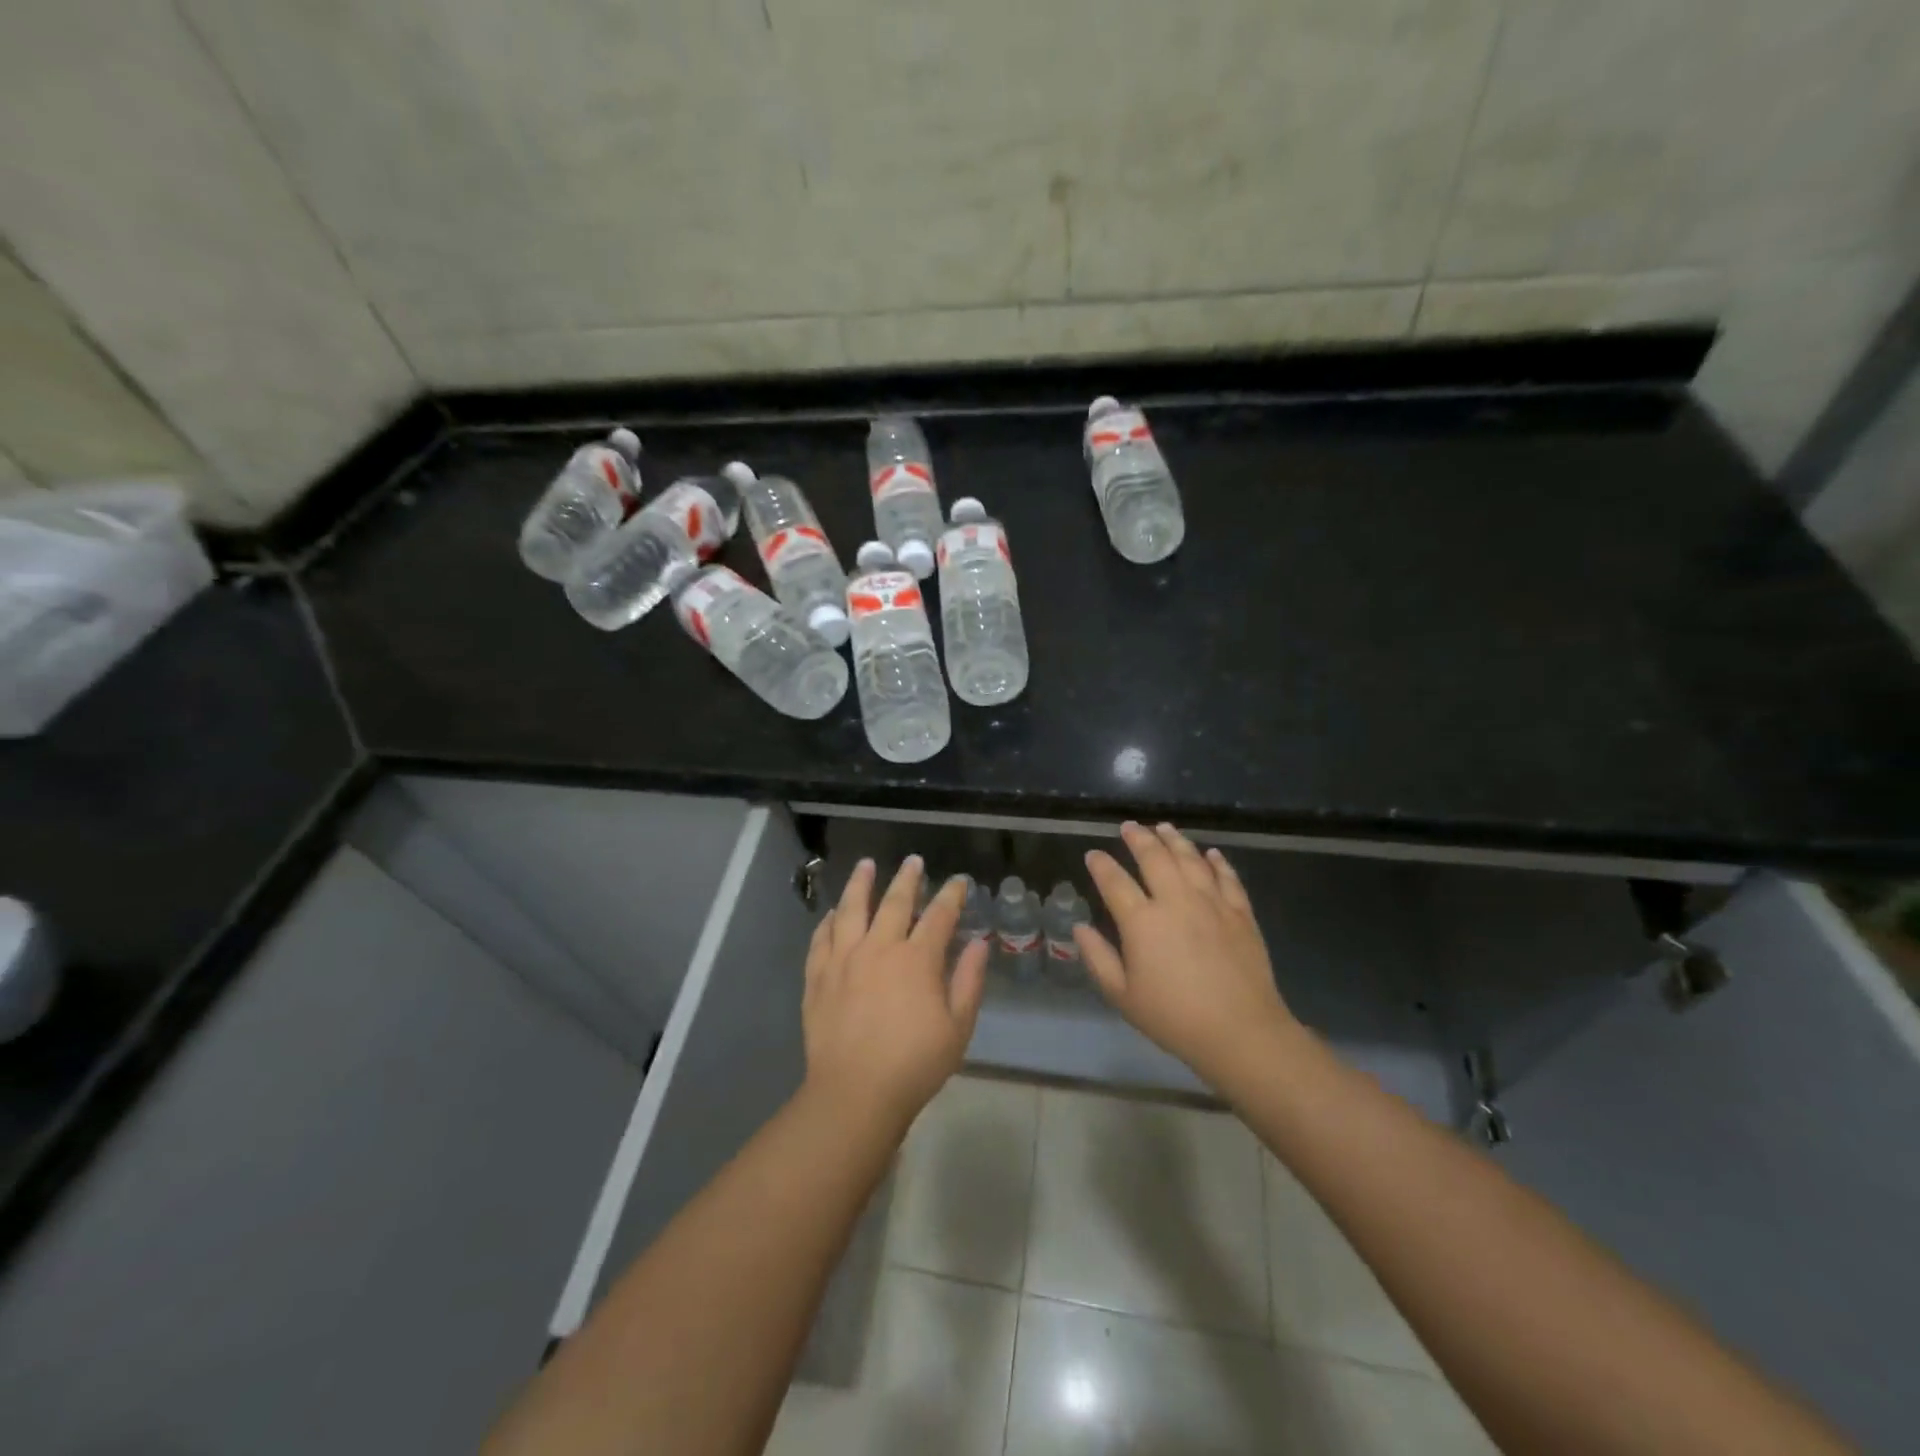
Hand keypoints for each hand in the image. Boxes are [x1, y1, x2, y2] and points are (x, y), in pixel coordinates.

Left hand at [802, 856, 988, 1132]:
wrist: (855, 1093)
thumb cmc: (915, 1064)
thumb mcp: (958, 1027)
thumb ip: (969, 981)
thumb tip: (978, 944)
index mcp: (917, 959)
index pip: (939, 915)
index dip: (951, 895)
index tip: (959, 881)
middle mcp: (879, 948)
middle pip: (894, 902)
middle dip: (907, 878)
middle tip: (912, 861)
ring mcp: (844, 959)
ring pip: (851, 910)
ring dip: (860, 884)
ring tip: (865, 865)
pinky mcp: (818, 977)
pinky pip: (821, 939)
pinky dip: (828, 921)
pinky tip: (832, 913)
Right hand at [1077, 823, 1301, 1088]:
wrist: (1240, 1031)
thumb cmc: (1173, 1017)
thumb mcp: (1122, 995)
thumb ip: (1098, 958)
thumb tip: (1080, 927)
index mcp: (1142, 921)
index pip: (1115, 881)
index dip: (1101, 865)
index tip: (1093, 854)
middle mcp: (1175, 901)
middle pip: (1154, 857)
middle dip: (1138, 838)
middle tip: (1129, 826)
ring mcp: (1211, 903)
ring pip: (1190, 859)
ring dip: (1175, 840)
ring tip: (1164, 827)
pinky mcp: (1240, 913)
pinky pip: (1227, 877)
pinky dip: (1217, 862)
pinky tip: (1211, 853)